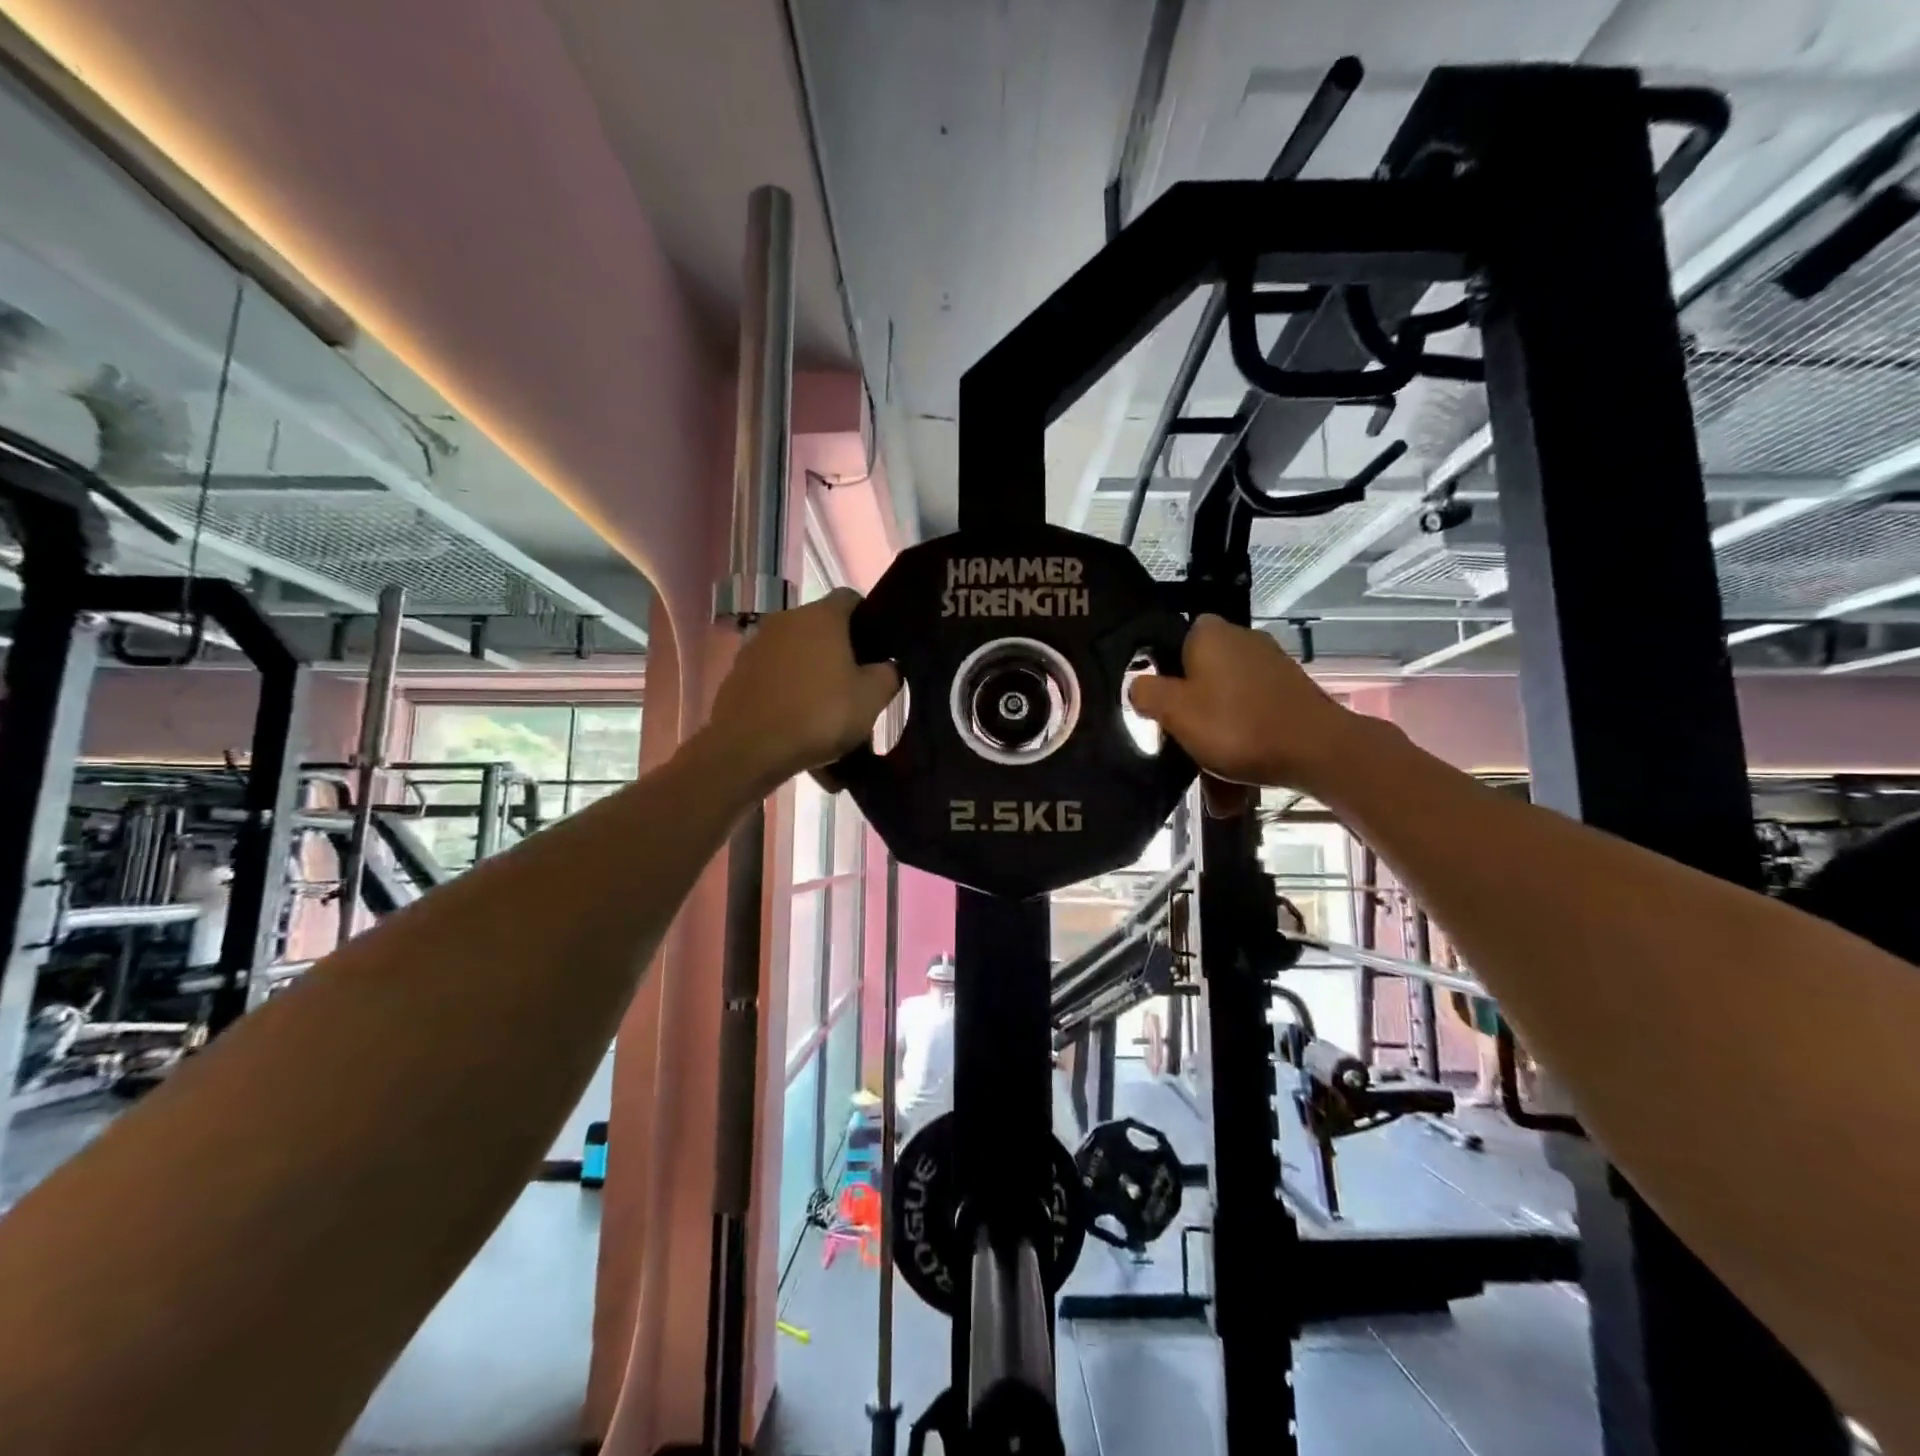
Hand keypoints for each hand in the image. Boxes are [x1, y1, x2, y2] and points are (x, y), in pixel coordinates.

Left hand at [705, 589, 899, 789]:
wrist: (749, 748)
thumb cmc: (819, 715)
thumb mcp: (871, 699)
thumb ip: (888, 674)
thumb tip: (887, 665)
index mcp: (821, 616)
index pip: (851, 599)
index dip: (868, 619)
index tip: (877, 648)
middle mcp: (786, 619)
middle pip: (821, 626)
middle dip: (839, 650)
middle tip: (855, 685)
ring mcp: (757, 644)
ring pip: (796, 651)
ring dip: (811, 670)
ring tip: (824, 708)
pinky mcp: (738, 672)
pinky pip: (773, 674)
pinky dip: (787, 689)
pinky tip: (796, 719)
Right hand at [1128, 615, 1363, 791]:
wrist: (1319, 751)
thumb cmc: (1236, 726)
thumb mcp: (1174, 711)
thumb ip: (1146, 693)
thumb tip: (1139, 686)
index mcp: (1209, 634)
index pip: (1170, 642)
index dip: (1161, 675)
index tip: (1159, 709)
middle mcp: (1241, 640)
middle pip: (1198, 679)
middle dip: (1190, 721)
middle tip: (1183, 752)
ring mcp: (1270, 667)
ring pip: (1225, 706)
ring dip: (1215, 744)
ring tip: (1214, 791)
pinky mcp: (1290, 693)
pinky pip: (1252, 718)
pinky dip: (1243, 746)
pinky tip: (1238, 788)